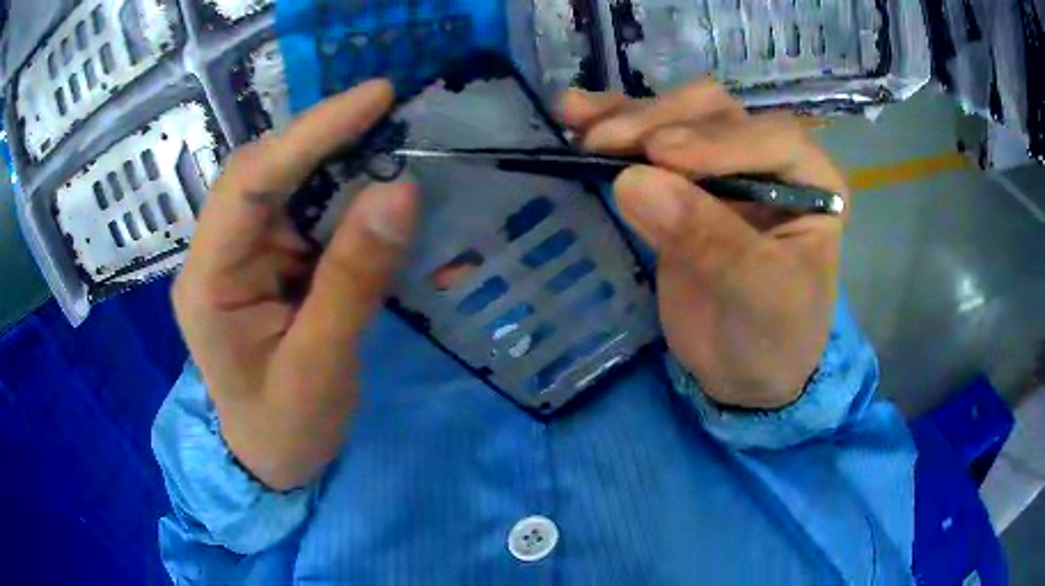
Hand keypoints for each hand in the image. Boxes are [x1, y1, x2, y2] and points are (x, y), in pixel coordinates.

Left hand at [173, 80, 417, 489]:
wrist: (271, 460)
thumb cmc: (286, 429)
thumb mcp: (320, 367)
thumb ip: (353, 280)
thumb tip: (400, 191)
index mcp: (208, 281)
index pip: (249, 183)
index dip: (311, 132)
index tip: (376, 97)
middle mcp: (217, 252)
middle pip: (264, 171)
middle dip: (325, 138)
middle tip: (391, 115)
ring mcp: (241, 254)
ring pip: (286, 184)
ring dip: (338, 162)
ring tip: (392, 145)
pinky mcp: (267, 262)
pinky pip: (305, 212)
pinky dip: (344, 196)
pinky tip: (375, 194)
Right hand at [560, 81, 848, 408]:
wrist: (745, 371)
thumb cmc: (774, 336)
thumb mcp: (758, 295)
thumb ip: (709, 238)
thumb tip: (632, 180)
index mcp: (812, 181)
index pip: (772, 138)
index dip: (716, 140)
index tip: (659, 155)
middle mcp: (770, 160)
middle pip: (715, 115)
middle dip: (659, 122)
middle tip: (604, 144)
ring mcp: (723, 165)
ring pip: (677, 117)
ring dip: (626, 115)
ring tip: (578, 121)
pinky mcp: (682, 182)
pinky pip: (647, 144)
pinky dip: (612, 125)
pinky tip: (574, 111)